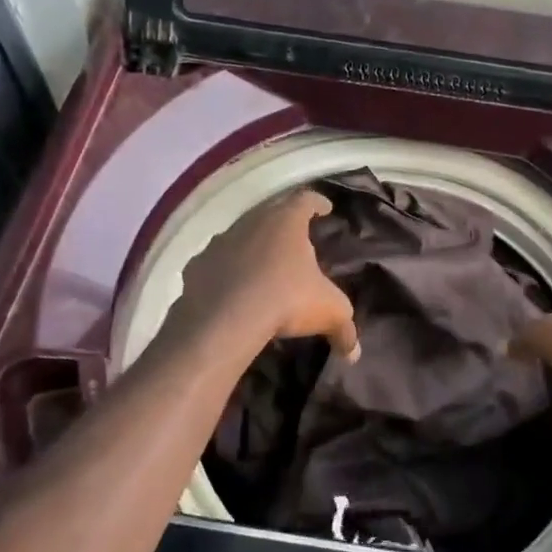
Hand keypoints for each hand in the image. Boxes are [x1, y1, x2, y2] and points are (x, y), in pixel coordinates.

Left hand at [175, 189, 359, 359]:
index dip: (317, 202)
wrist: (223, 321)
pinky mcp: (197, 265)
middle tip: (297, 236)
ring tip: (264, 264)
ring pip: (241, 234)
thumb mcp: (328, 312)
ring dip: (253, 244)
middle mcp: (252, 221)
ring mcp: (220, 241)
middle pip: (271, 211)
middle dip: (284, 222)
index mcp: (286, 221)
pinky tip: (231, 286)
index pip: (305, 199)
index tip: (325, 208)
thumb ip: (345, 328)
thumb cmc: (285, 300)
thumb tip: (355, 353)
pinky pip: (216, 262)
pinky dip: (226, 269)